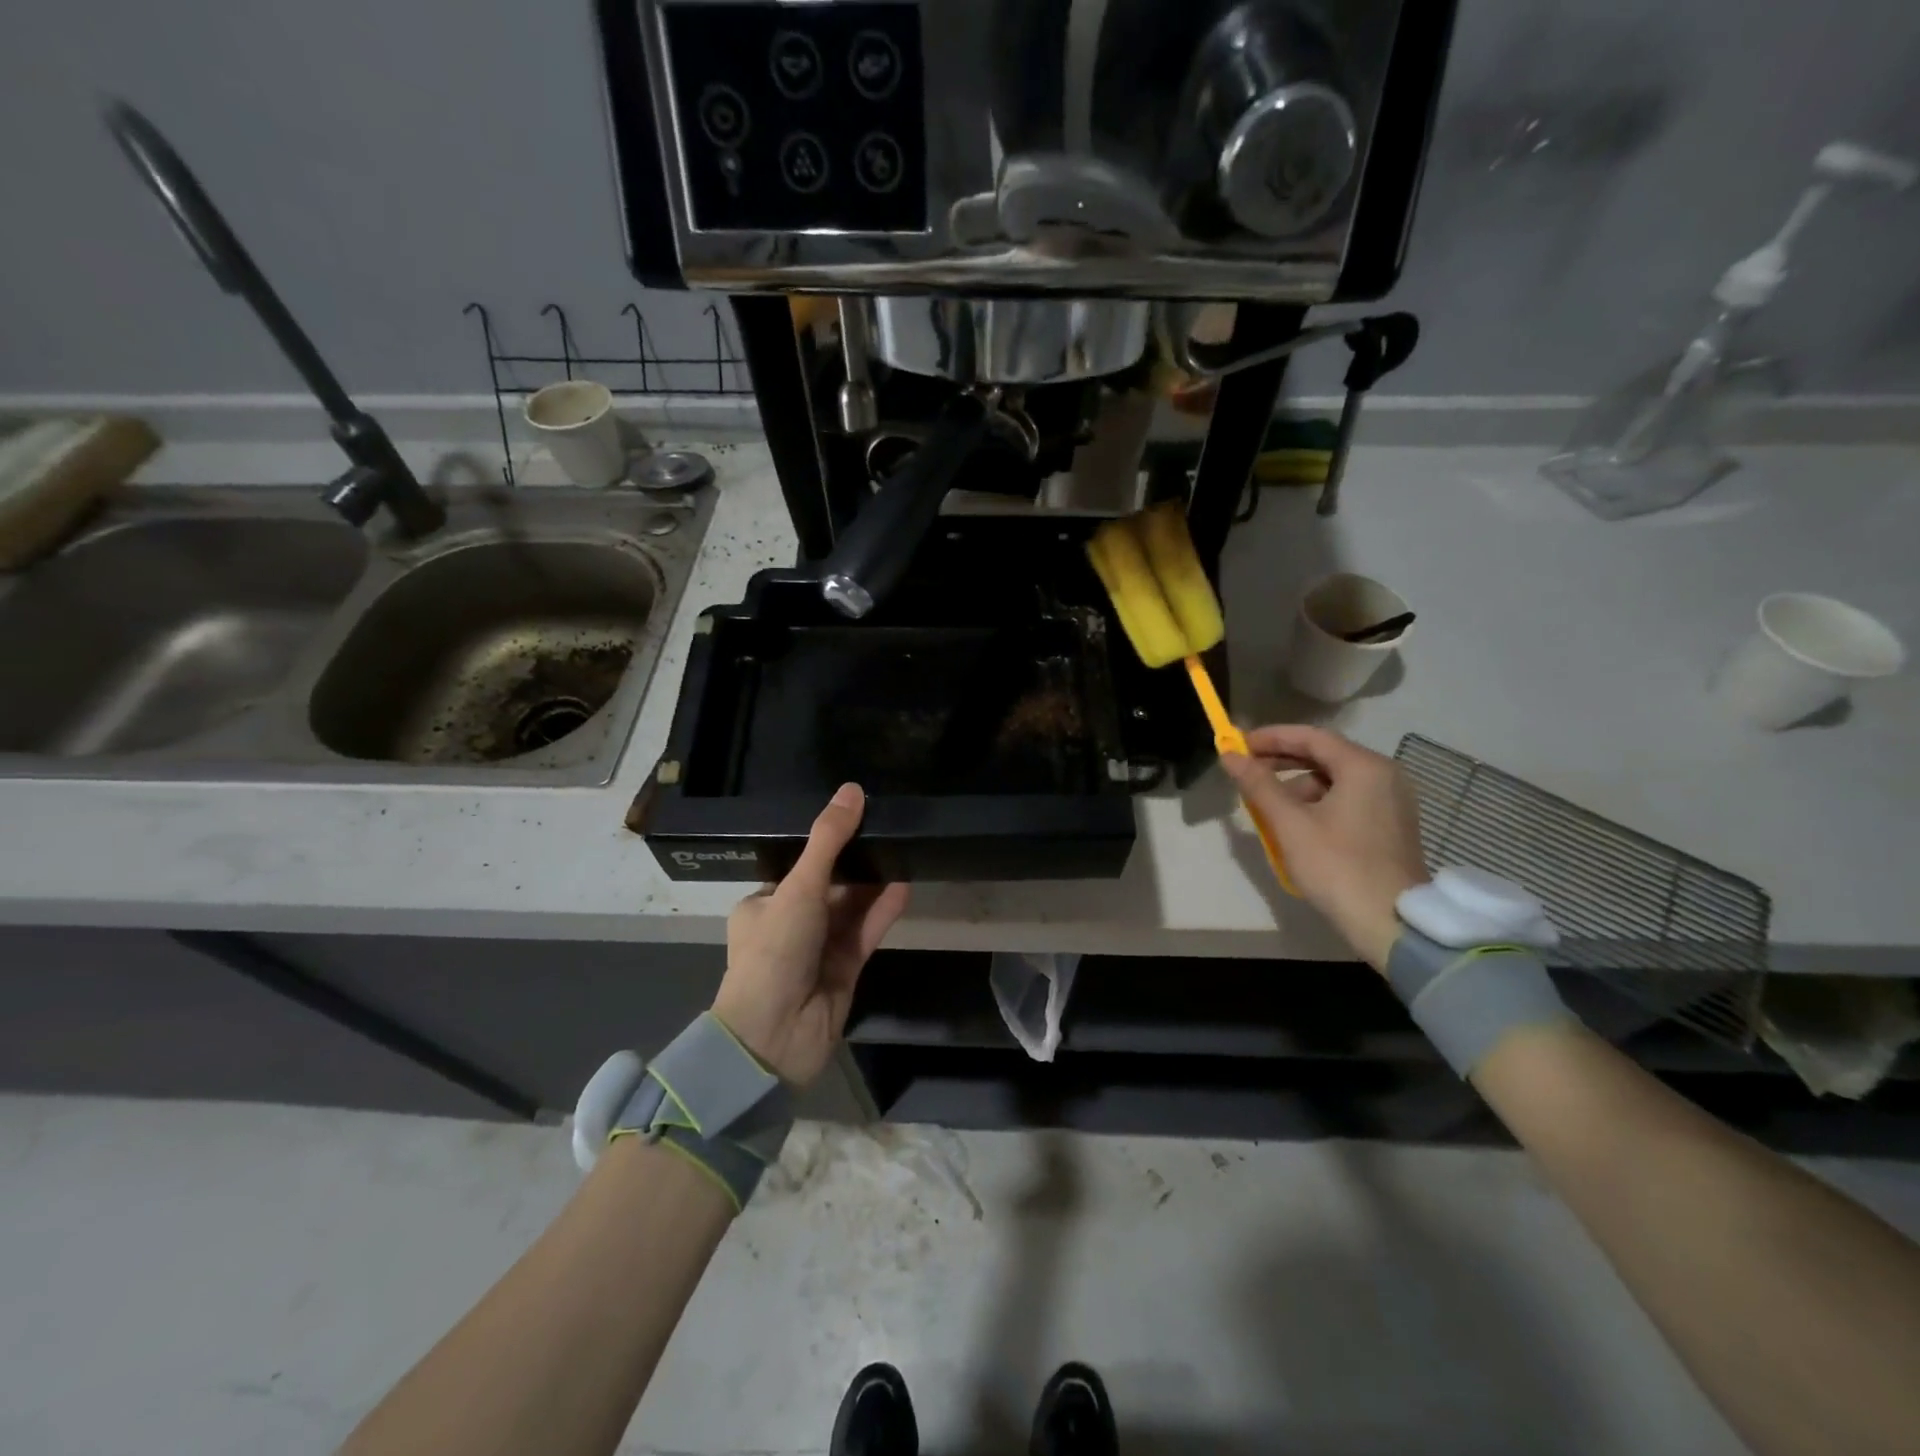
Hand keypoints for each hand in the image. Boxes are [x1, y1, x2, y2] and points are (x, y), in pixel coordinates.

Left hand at [712, 783, 909, 1086]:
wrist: (773, 1038)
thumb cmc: (774, 953)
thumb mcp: (798, 888)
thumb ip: (828, 840)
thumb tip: (853, 790)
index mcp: (764, 904)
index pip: (799, 866)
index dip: (827, 844)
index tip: (857, 817)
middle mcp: (790, 923)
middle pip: (830, 885)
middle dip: (856, 862)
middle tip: (888, 827)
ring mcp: (819, 948)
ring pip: (852, 907)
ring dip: (874, 883)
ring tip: (902, 848)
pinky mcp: (844, 969)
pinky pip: (866, 931)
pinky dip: (883, 909)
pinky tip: (905, 884)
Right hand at [1221, 724, 1428, 971]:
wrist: (1390, 923)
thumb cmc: (1337, 866)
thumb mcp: (1289, 823)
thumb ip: (1258, 784)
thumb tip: (1229, 755)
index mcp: (1364, 767)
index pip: (1311, 737)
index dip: (1270, 738)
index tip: (1238, 745)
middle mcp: (1384, 775)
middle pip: (1324, 755)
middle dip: (1281, 761)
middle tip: (1246, 771)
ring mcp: (1392, 801)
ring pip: (1335, 780)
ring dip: (1297, 785)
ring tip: (1266, 806)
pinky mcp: (1391, 825)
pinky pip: (1348, 799)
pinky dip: (1318, 803)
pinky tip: (1295, 823)